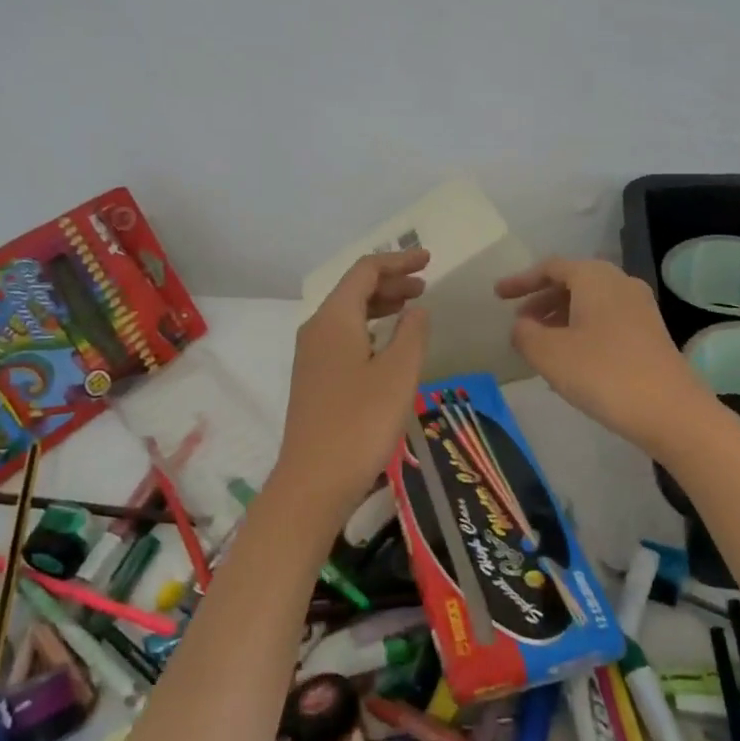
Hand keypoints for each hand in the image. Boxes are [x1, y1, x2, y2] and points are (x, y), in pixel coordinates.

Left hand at [273, 249, 430, 513]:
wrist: (313, 480)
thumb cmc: (360, 422)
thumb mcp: (399, 373)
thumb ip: (412, 333)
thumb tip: (416, 308)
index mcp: (334, 318)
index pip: (365, 271)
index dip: (398, 261)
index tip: (429, 260)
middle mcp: (316, 328)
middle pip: (353, 289)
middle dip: (390, 282)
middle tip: (425, 286)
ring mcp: (310, 355)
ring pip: (347, 314)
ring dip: (380, 305)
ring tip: (411, 309)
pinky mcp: (313, 378)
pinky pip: (343, 336)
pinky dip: (369, 328)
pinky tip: (387, 345)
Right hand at [496, 257, 714, 451]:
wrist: (671, 412)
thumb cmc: (603, 374)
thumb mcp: (549, 354)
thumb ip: (524, 334)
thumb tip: (521, 326)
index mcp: (594, 277)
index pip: (550, 267)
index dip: (521, 280)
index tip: (497, 295)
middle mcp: (619, 283)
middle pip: (572, 281)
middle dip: (541, 299)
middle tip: (518, 321)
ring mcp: (640, 308)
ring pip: (590, 302)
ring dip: (561, 316)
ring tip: (539, 342)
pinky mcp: (650, 333)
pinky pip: (605, 319)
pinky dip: (581, 329)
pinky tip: (570, 358)